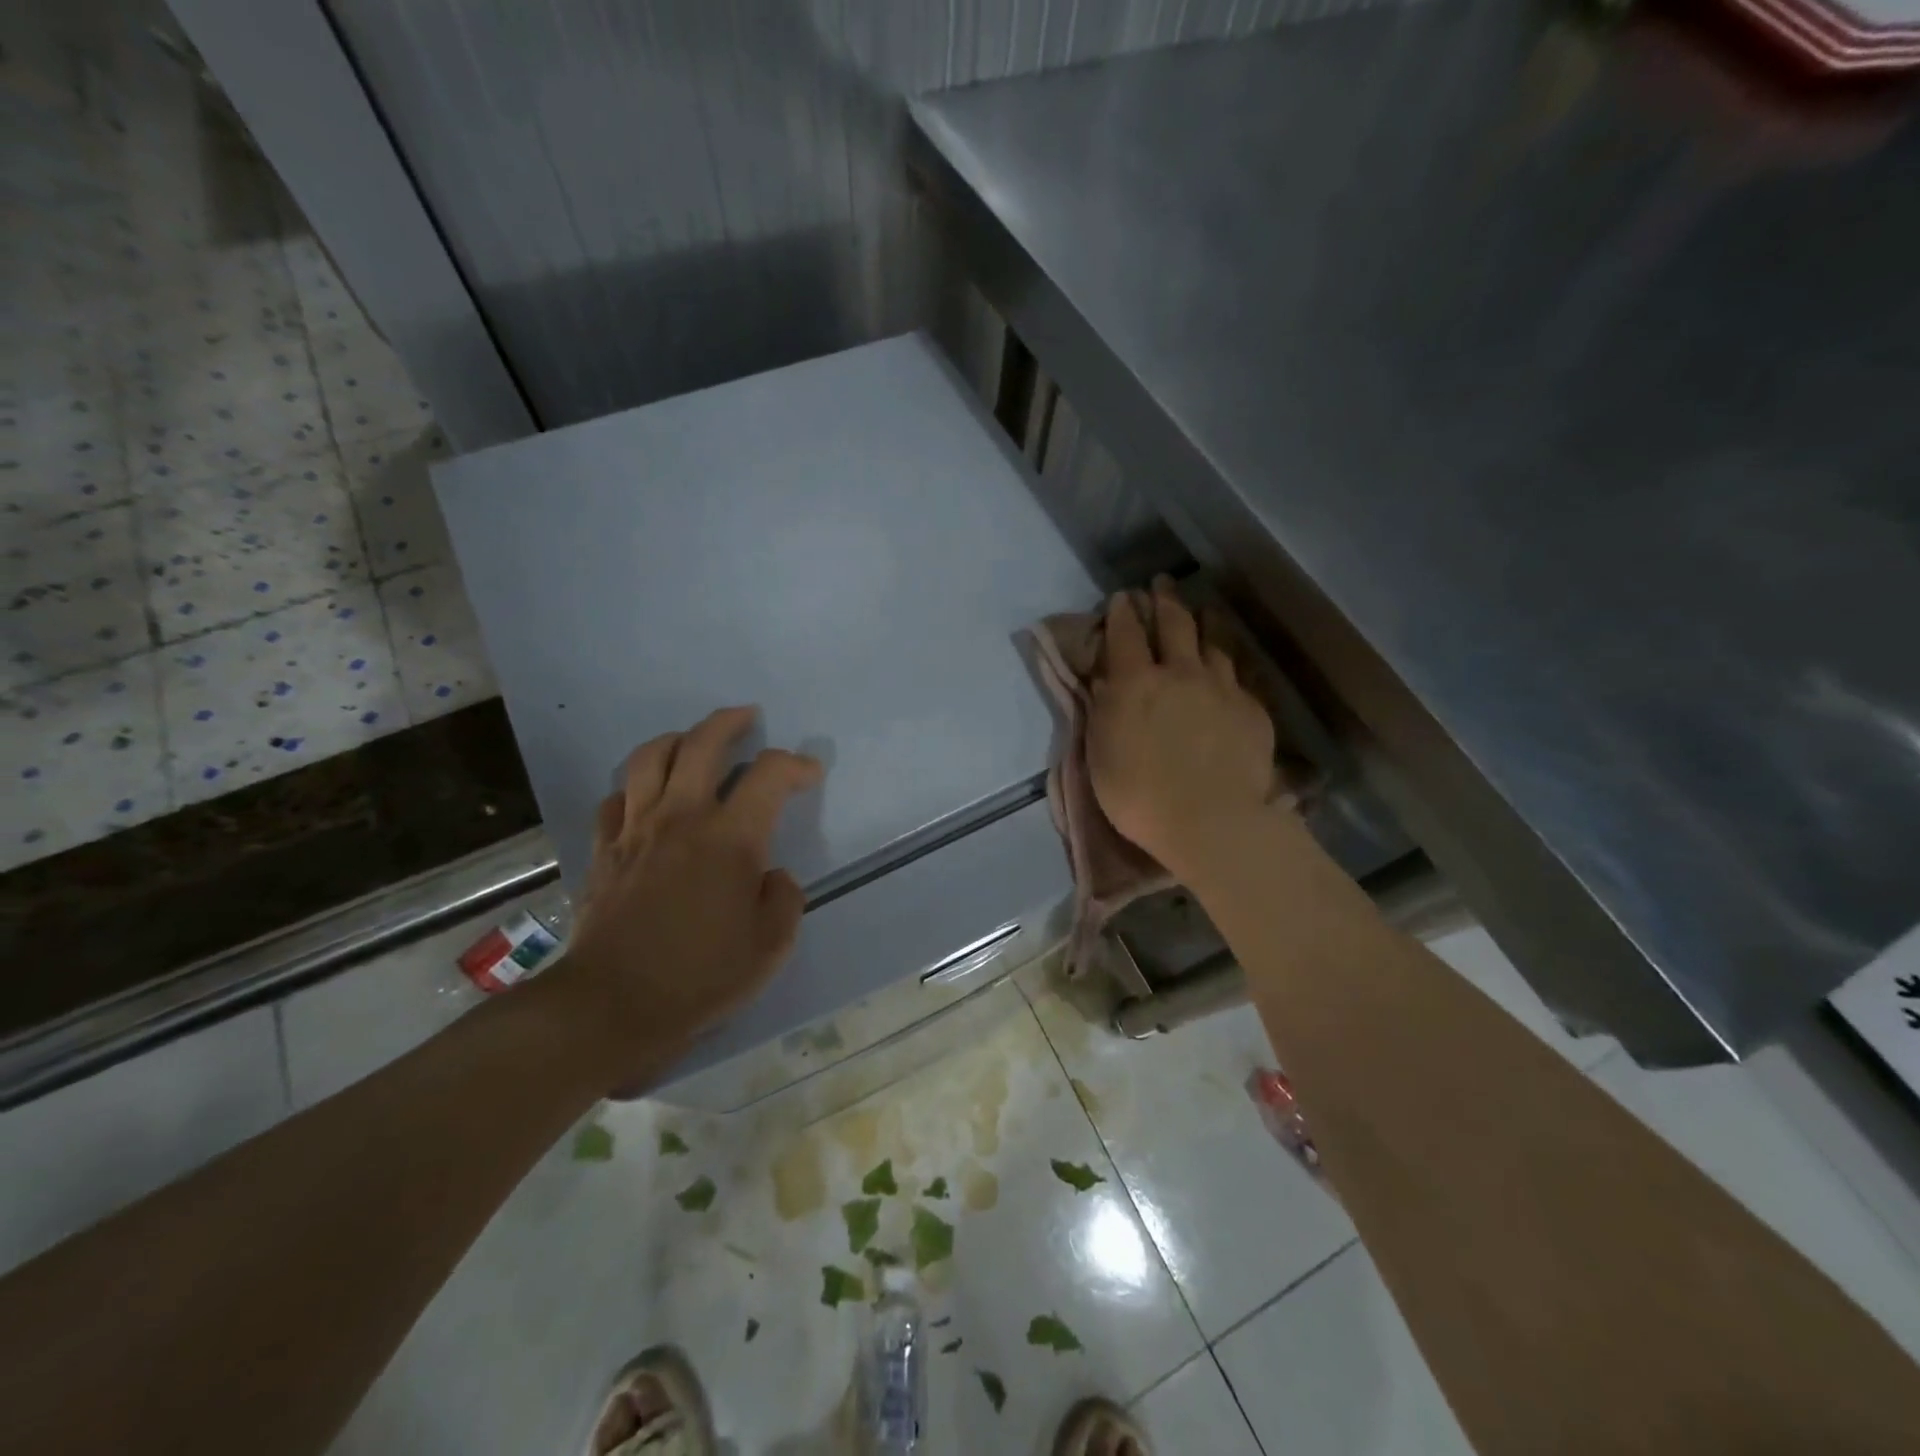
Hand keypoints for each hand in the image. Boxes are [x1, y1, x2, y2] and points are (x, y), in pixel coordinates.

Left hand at [556, 707, 822, 1078]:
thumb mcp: (770, 947)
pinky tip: (646, 798)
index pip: (769, 774)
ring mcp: (636, 829)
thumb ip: (784, 899)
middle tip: (747, 716)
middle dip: (730, 722)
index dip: (795, 764)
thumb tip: (771, 875)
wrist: (611, 1005)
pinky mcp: (604, 849)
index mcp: (730, 838)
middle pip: (702, 743)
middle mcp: (682, 817)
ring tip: (693, 742)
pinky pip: (616, 798)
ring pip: (651, 757)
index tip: (809, 773)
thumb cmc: (700, 976)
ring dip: (678, 739)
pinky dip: (636, 787)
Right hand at [1086, 578, 1276, 879]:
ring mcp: (1221, 688)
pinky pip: (1239, 674)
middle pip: (1173, 624)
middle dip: (1164, 599)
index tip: (1121, 598)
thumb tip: (1105, 681)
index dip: (1121, 612)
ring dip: (1203, 621)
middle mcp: (1179, 673)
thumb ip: (1102, 711)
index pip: (1125, 634)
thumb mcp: (1100, 754)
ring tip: (1202, 610)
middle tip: (1161, 583)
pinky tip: (1229, 662)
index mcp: (1135, 683)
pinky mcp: (1251, 709)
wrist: (1209, 821)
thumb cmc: (1139, 795)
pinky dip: (1228, 660)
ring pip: (1213, 642)